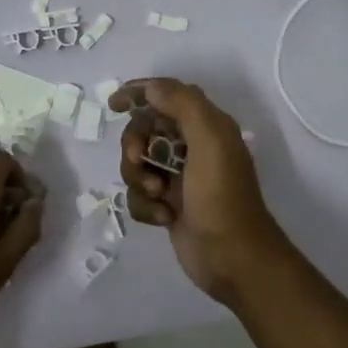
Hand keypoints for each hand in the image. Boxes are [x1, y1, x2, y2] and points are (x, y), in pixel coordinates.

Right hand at [109, 78, 293, 306]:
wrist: (233, 259)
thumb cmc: (222, 196)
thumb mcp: (210, 141)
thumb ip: (183, 105)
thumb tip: (150, 88)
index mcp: (206, 126)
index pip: (166, 95)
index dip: (139, 93)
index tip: (114, 104)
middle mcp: (192, 147)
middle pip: (144, 130)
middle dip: (135, 145)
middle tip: (139, 161)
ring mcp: (178, 178)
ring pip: (137, 164)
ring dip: (139, 179)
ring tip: (158, 196)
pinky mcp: (168, 206)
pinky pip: (139, 195)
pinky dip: (145, 205)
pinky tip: (163, 217)